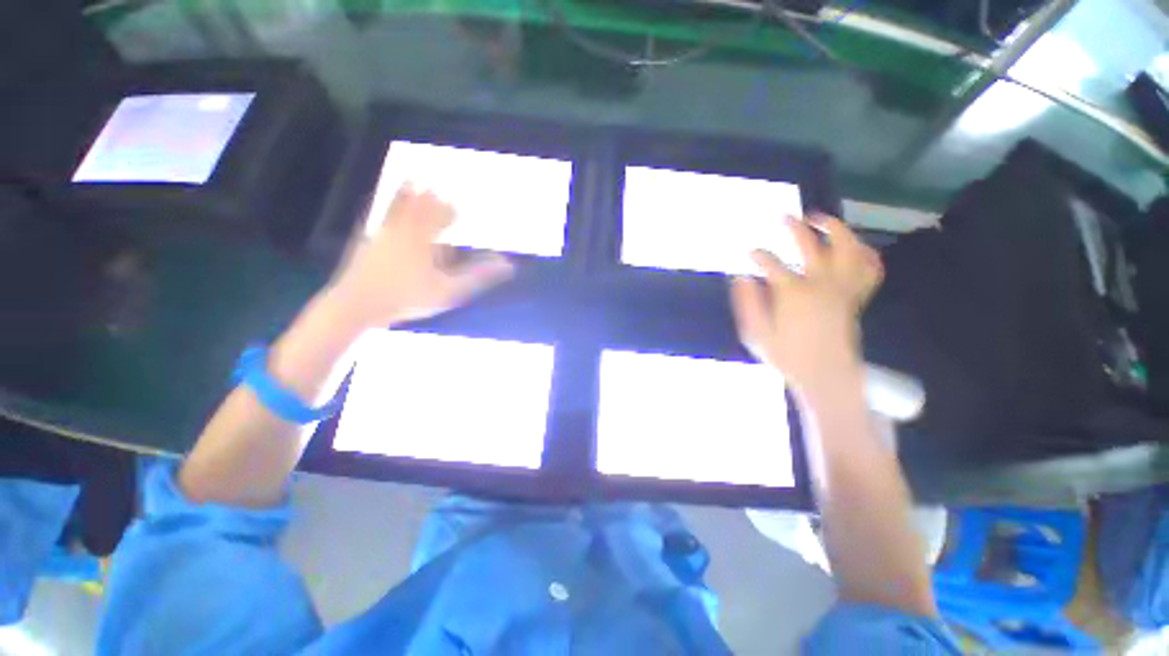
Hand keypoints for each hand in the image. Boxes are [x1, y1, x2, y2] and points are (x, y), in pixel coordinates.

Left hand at [328, 184, 513, 327]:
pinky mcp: (365, 243)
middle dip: (430, 198)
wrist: (357, 304)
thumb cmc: (408, 297)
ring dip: (406, 194)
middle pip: (418, 207)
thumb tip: (508, 265)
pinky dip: (386, 212)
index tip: (457, 207)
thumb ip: (478, 275)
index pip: (439, 216)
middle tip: (436, 188)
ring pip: (396, 208)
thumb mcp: (449, 289)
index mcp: (423, 237)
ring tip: (411, 180)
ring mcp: (380, 234)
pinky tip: (384, 214)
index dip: (449, 210)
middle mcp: (402, 229)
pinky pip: (378, 219)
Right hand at [731, 215, 882, 392]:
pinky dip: (865, 253)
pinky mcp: (856, 296)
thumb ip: (747, 303)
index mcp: (793, 293)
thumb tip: (741, 278)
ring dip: (835, 228)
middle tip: (785, 217)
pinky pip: (870, 268)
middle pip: (810, 245)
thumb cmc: (787, 356)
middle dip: (795, 227)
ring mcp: (843, 287)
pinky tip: (854, 246)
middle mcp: (821, 283)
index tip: (749, 253)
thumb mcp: (756, 333)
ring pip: (848, 247)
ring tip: (821, 219)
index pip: (770, 263)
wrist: (824, 375)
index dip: (758, 255)